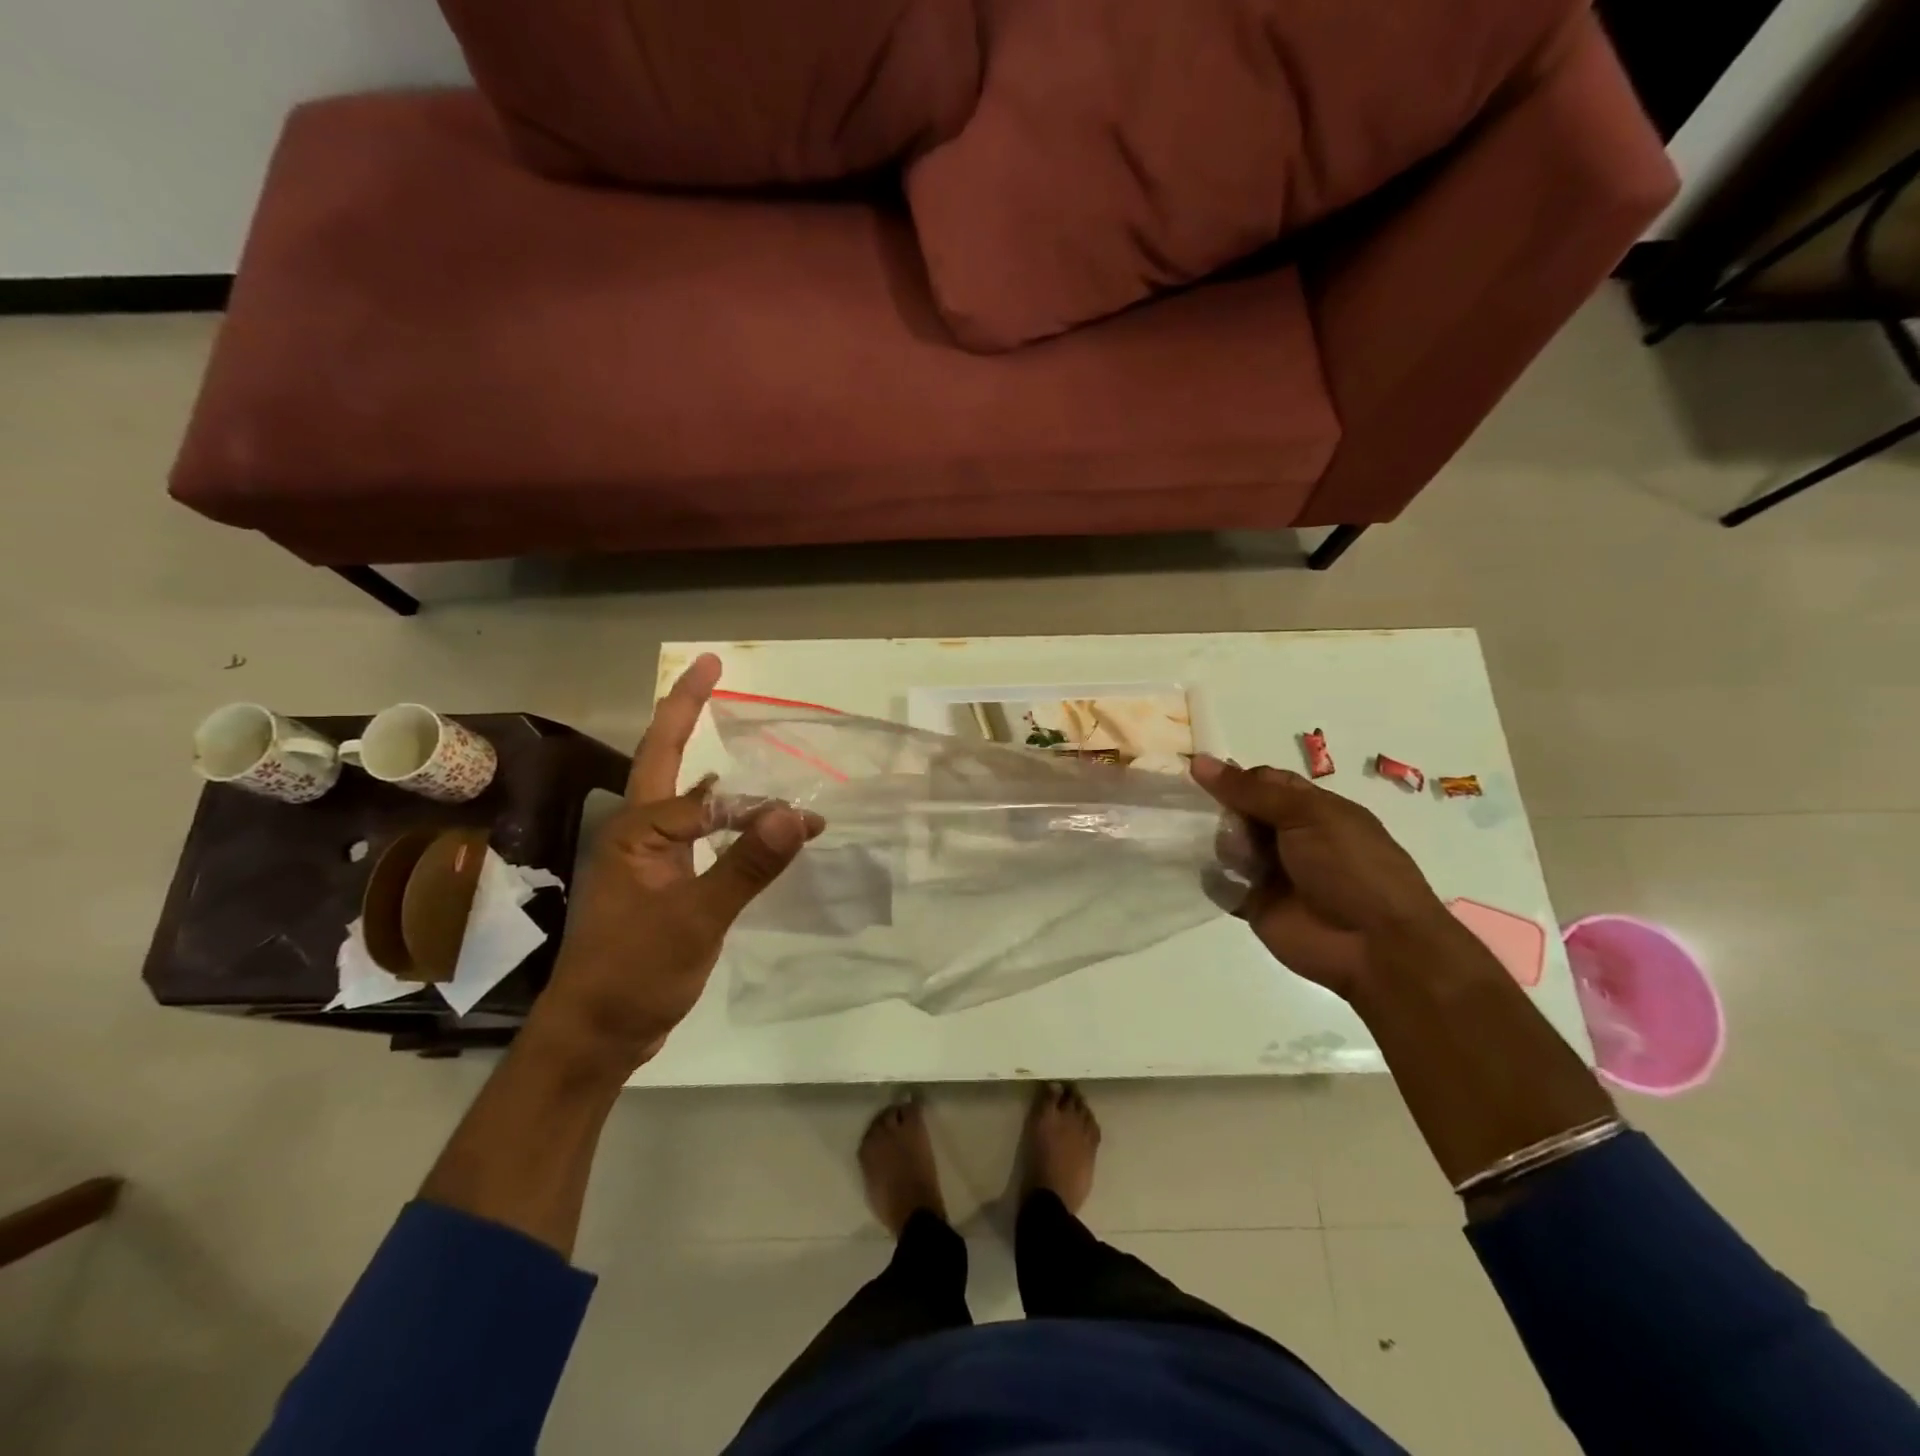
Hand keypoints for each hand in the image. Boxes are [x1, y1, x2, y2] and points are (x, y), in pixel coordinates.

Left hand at [533, 654, 821, 1074]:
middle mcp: (639, 832)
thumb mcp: (696, 920)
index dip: (760, 808)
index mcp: (640, 831)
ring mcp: (648, 857)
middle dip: (686, 709)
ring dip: (699, 754)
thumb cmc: (635, 973)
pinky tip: (737, 815)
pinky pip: (695, 830)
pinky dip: (720, 812)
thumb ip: (746, 864)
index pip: (711, 800)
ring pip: (681, 792)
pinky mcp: (661, 882)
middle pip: (665, 756)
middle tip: (709, 667)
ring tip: (718, 718)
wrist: (596, 1034)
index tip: (808, 821)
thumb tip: (796, 811)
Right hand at [1191, 755, 1455, 999]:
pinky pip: (1222, 884)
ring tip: (1233, 856)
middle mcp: (1290, 837)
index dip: (1235, 778)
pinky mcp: (1254, 905)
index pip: (1263, 782)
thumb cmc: (1350, 867)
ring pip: (1227, 845)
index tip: (1199, 775)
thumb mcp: (1306, 815)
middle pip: (1240, 812)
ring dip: (1218, 843)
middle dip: (1221, 810)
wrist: (1375, 945)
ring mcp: (1271, 872)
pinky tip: (1204, 871)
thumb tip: (1198, 761)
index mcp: (1313, 809)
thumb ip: (1251, 791)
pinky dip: (1211, 878)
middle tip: (1214, 816)